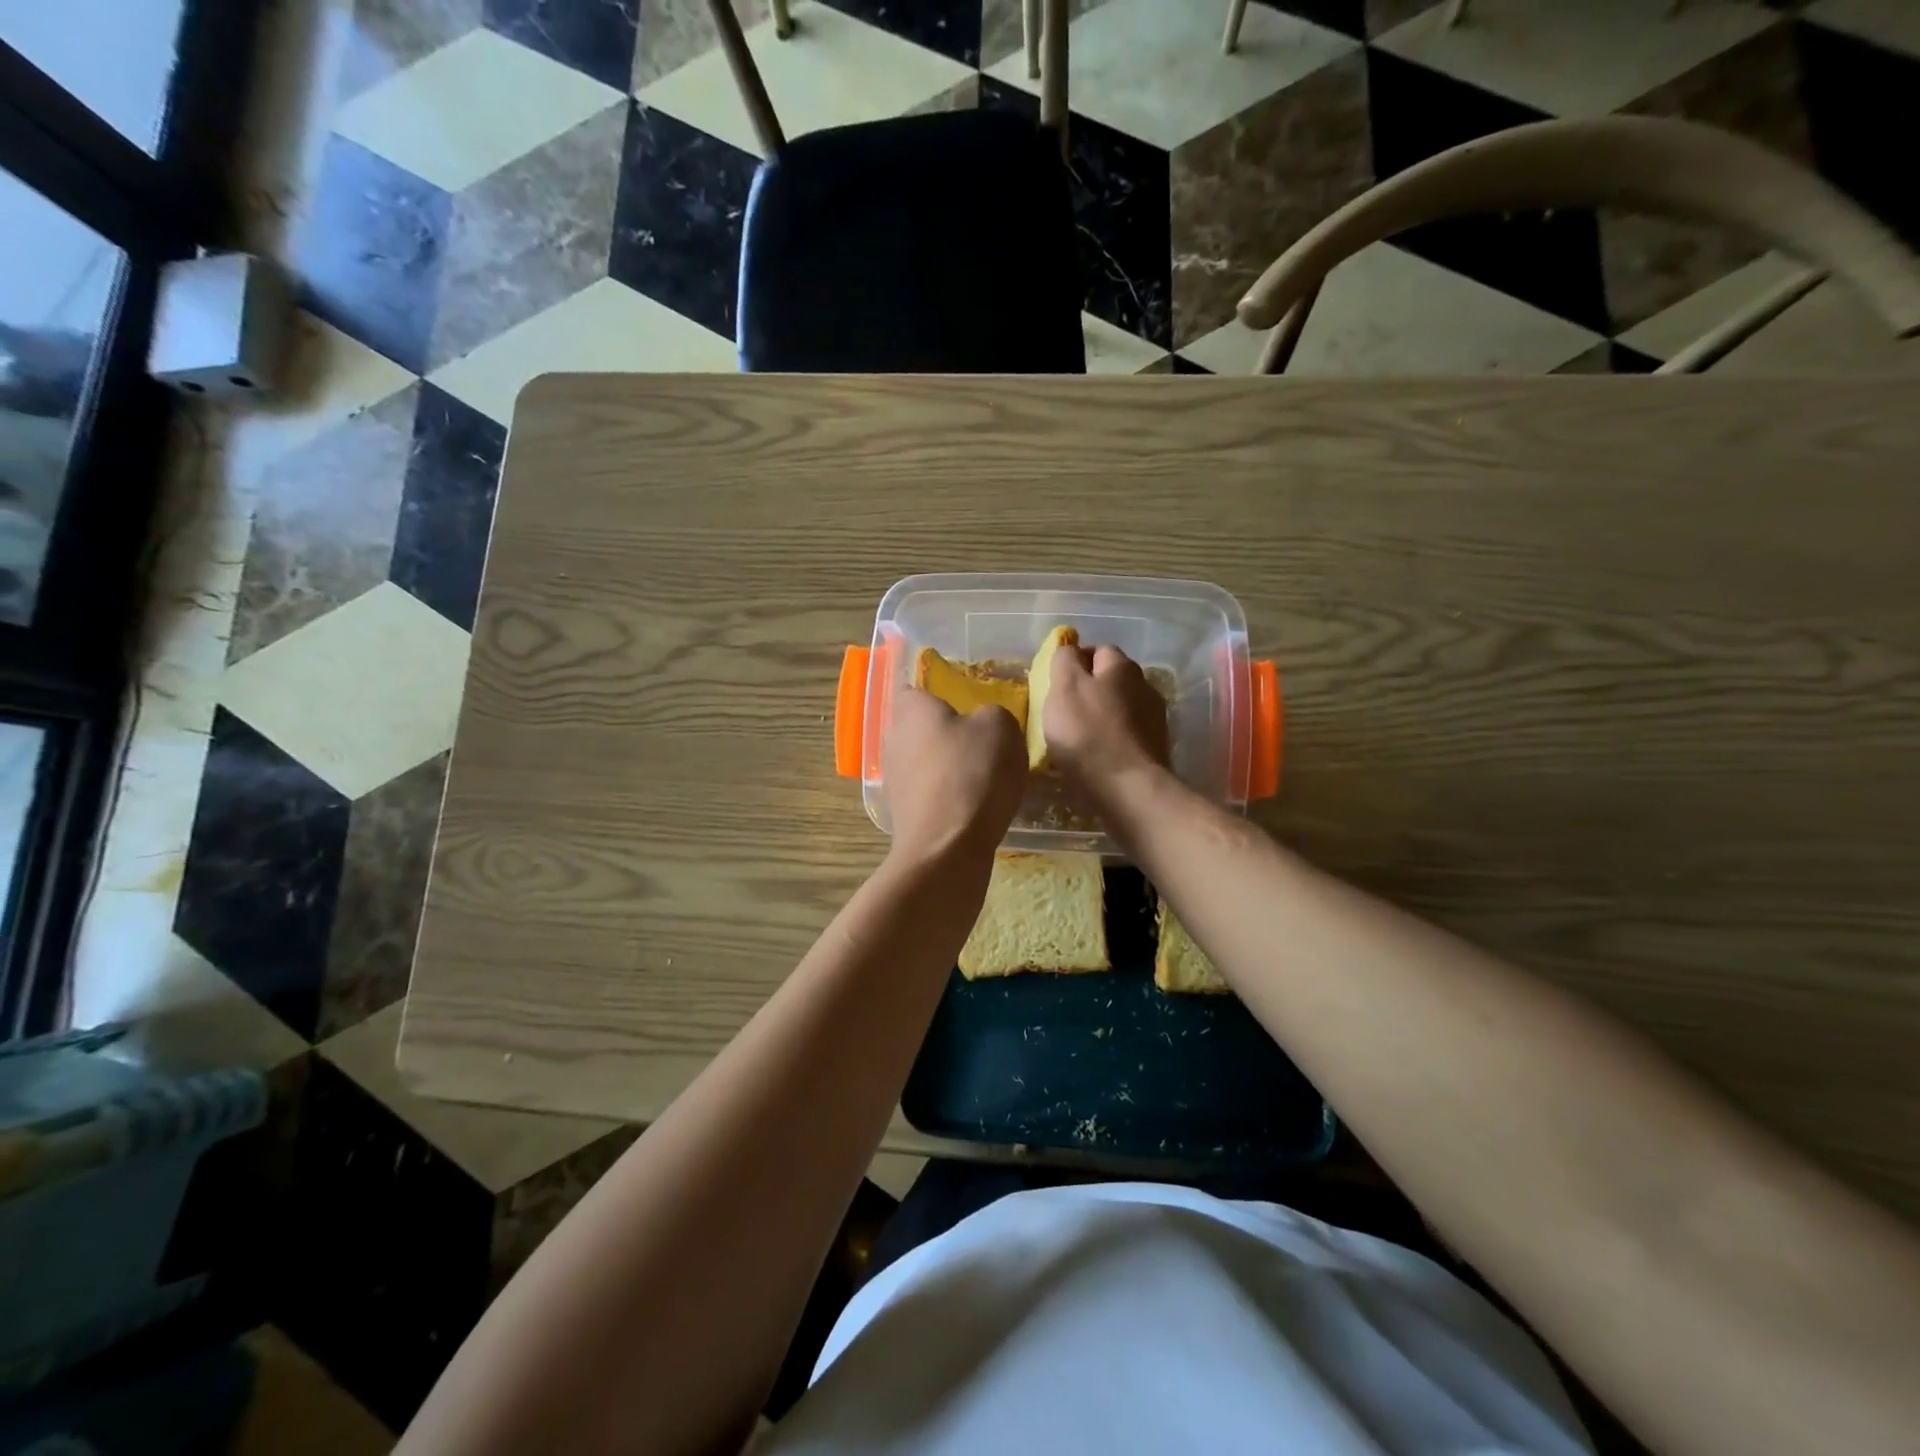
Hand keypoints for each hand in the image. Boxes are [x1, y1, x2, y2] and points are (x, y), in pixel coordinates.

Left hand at [883, 687, 1025, 864]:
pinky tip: (973, 807)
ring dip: (947, 768)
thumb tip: (982, 724)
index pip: (918, 690)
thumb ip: (992, 714)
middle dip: (947, 734)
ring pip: (925, 762)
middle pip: (921, 728)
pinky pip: (929, 793)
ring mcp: (894, 779)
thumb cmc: (972, 774)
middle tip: (983, 743)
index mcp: (911, 710)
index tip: (969, 707)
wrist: (948, 847)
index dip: (942, 696)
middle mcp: (893, 739)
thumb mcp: (1001, 727)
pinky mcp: (902, 813)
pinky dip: (948, 796)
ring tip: (984, 779)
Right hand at [1043, 645, 1170, 802]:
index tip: (1054, 683)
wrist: (1127, 788)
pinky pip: (1127, 734)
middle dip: (1089, 689)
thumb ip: (1064, 660)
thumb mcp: (1064, 688)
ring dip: (1101, 715)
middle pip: (1111, 679)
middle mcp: (1144, 685)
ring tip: (1078, 736)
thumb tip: (1069, 648)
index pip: (1097, 649)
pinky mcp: (1155, 747)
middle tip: (1063, 710)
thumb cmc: (1087, 733)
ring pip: (1120, 707)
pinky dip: (1111, 738)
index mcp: (1122, 666)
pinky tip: (1097, 754)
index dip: (1074, 661)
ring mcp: (1154, 718)